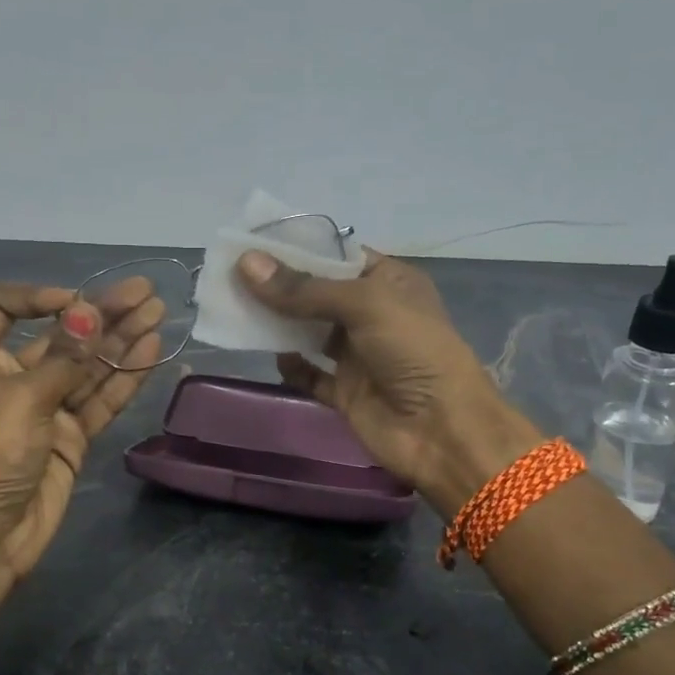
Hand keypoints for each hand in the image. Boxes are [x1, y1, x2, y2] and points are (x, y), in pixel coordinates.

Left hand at [0, 279, 163, 584]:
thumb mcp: (19, 400)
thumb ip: (62, 358)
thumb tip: (90, 312)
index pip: (1, 308)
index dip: (38, 297)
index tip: (75, 302)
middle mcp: (11, 378)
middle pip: (59, 336)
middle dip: (101, 315)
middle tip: (145, 293)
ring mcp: (45, 409)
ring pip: (87, 367)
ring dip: (121, 341)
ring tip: (157, 313)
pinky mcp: (72, 437)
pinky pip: (100, 400)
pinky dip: (124, 378)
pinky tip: (150, 351)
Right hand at [237, 250, 540, 512]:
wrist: (442, 430)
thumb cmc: (413, 351)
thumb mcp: (364, 305)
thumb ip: (304, 289)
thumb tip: (246, 264)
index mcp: (389, 283)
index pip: (337, 257)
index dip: (298, 249)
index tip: (253, 244)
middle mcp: (372, 315)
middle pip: (317, 294)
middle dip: (279, 285)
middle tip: (232, 275)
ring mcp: (358, 355)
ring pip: (309, 332)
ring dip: (278, 322)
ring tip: (236, 308)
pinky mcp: (345, 392)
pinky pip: (309, 374)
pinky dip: (291, 366)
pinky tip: (272, 355)